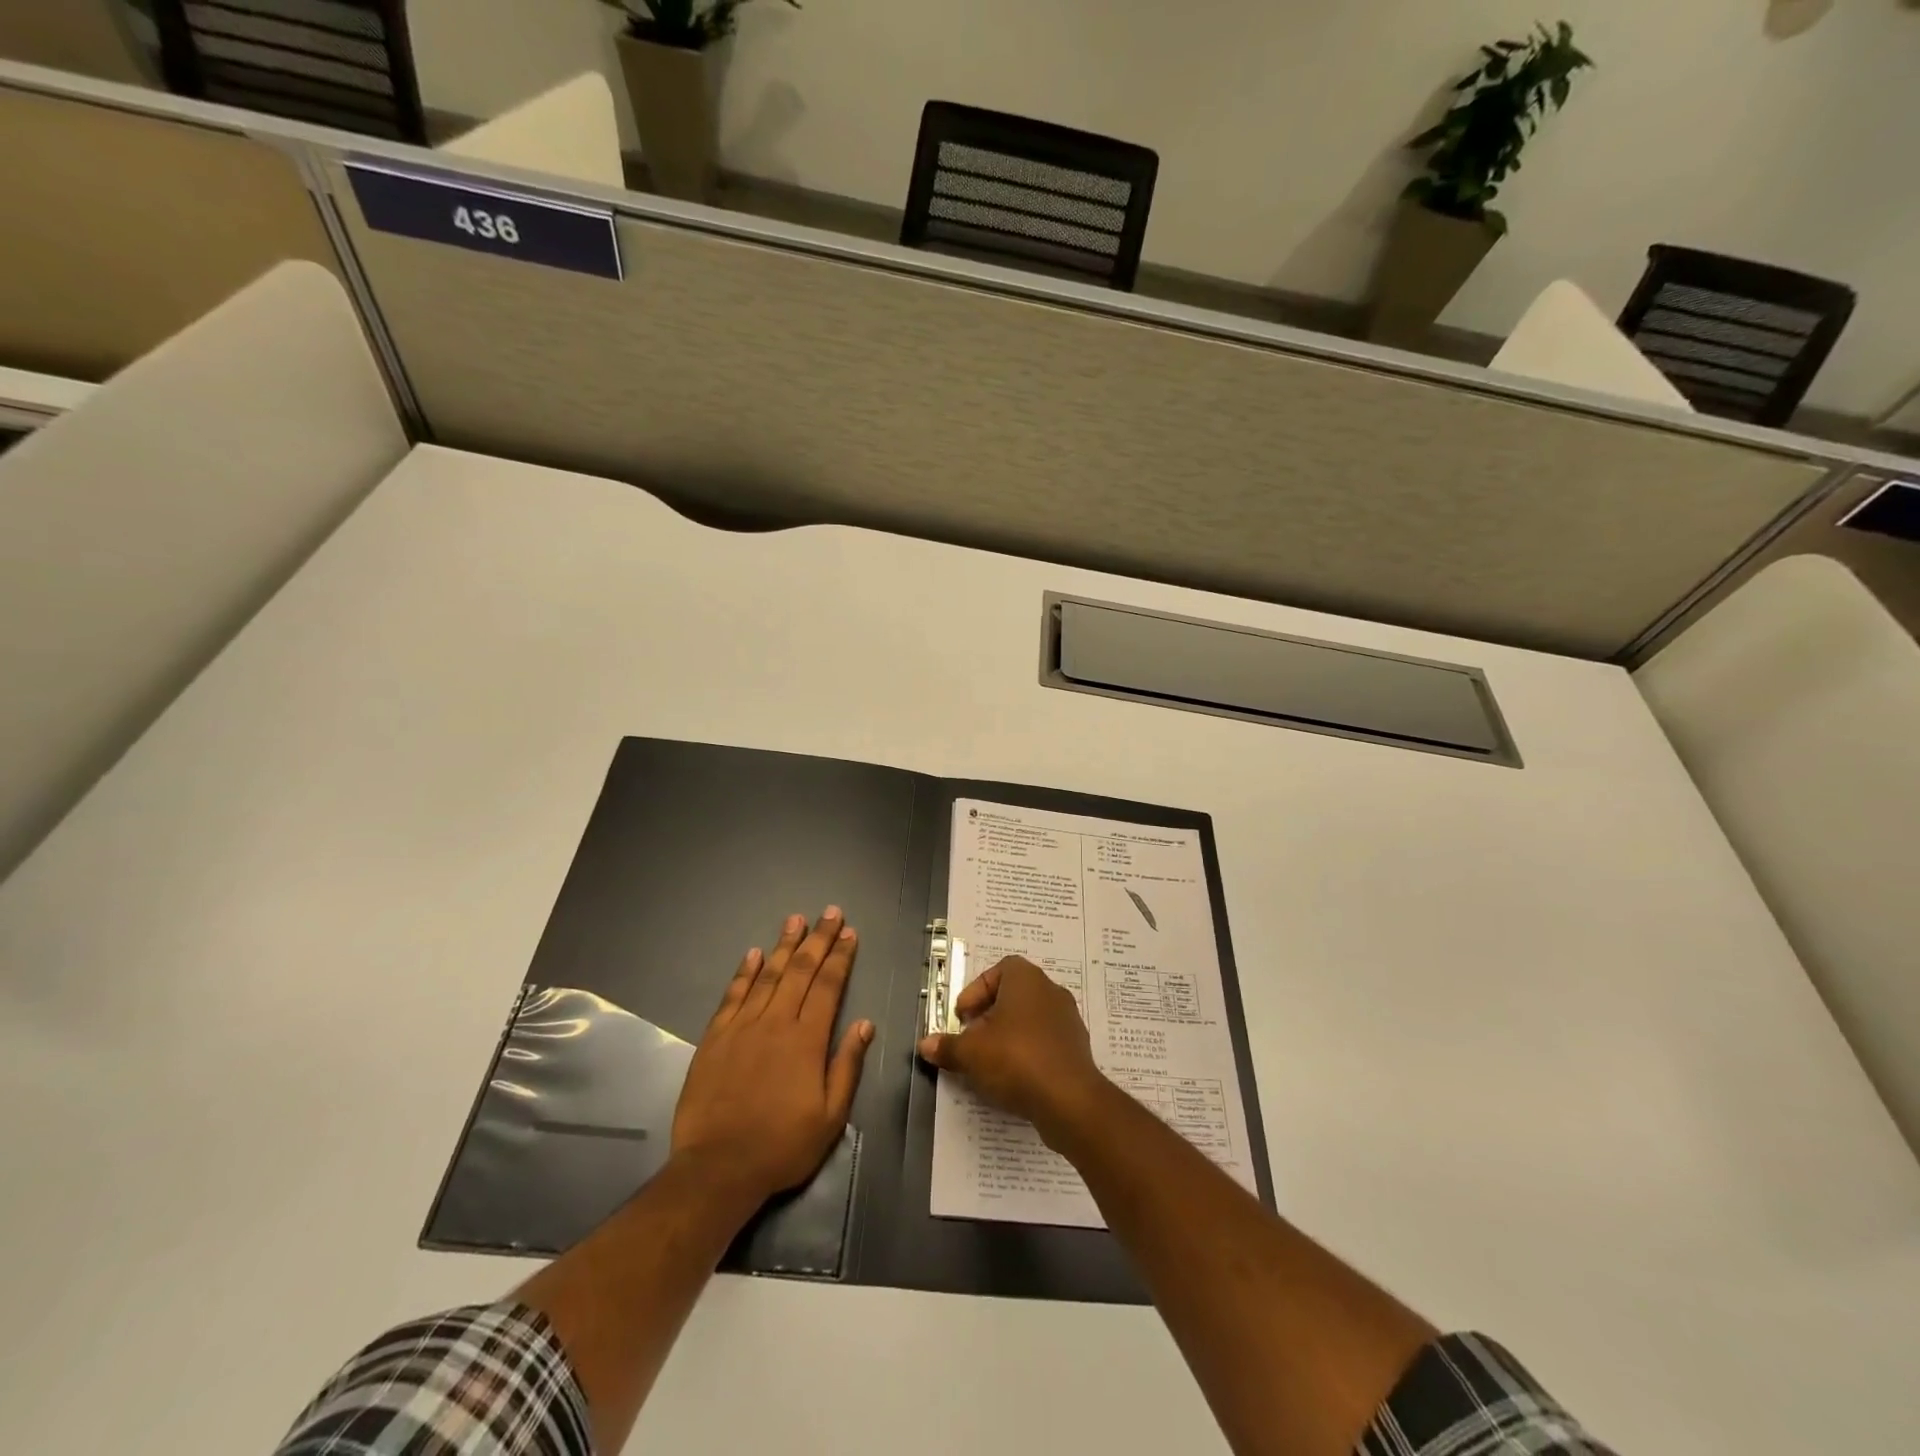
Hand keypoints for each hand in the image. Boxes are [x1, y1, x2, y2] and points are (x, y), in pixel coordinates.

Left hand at [671, 908, 872, 1202]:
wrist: (717, 1168)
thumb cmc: (782, 1145)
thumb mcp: (830, 1116)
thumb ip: (847, 1066)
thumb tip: (864, 1025)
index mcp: (807, 1040)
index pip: (828, 986)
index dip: (840, 957)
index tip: (850, 933)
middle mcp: (776, 1022)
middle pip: (801, 970)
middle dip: (818, 939)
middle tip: (830, 912)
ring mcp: (742, 1027)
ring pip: (768, 975)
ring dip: (784, 945)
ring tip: (796, 919)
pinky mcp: (715, 1037)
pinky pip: (733, 995)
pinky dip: (745, 972)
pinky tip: (753, 953)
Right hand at [917, 956, 1107, 1141]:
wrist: (1069, 1100)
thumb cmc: (1016, 1059)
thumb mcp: (971, 1053)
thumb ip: (947, 1046)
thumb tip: (925, 1045)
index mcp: (1027, 979)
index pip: (999, 970)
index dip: (977, 990)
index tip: (963, 1016)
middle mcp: (1051, 991)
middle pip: (1014, 995)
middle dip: (989, 1015)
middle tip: (972, 1038)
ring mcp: (1068, 1019)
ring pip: (1030, 1019)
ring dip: (1008, 1035)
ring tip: (989, 1061)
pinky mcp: (1077, 1048)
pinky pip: (1045, 1042)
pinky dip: (1027, 1053)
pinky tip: (1013, 1077)